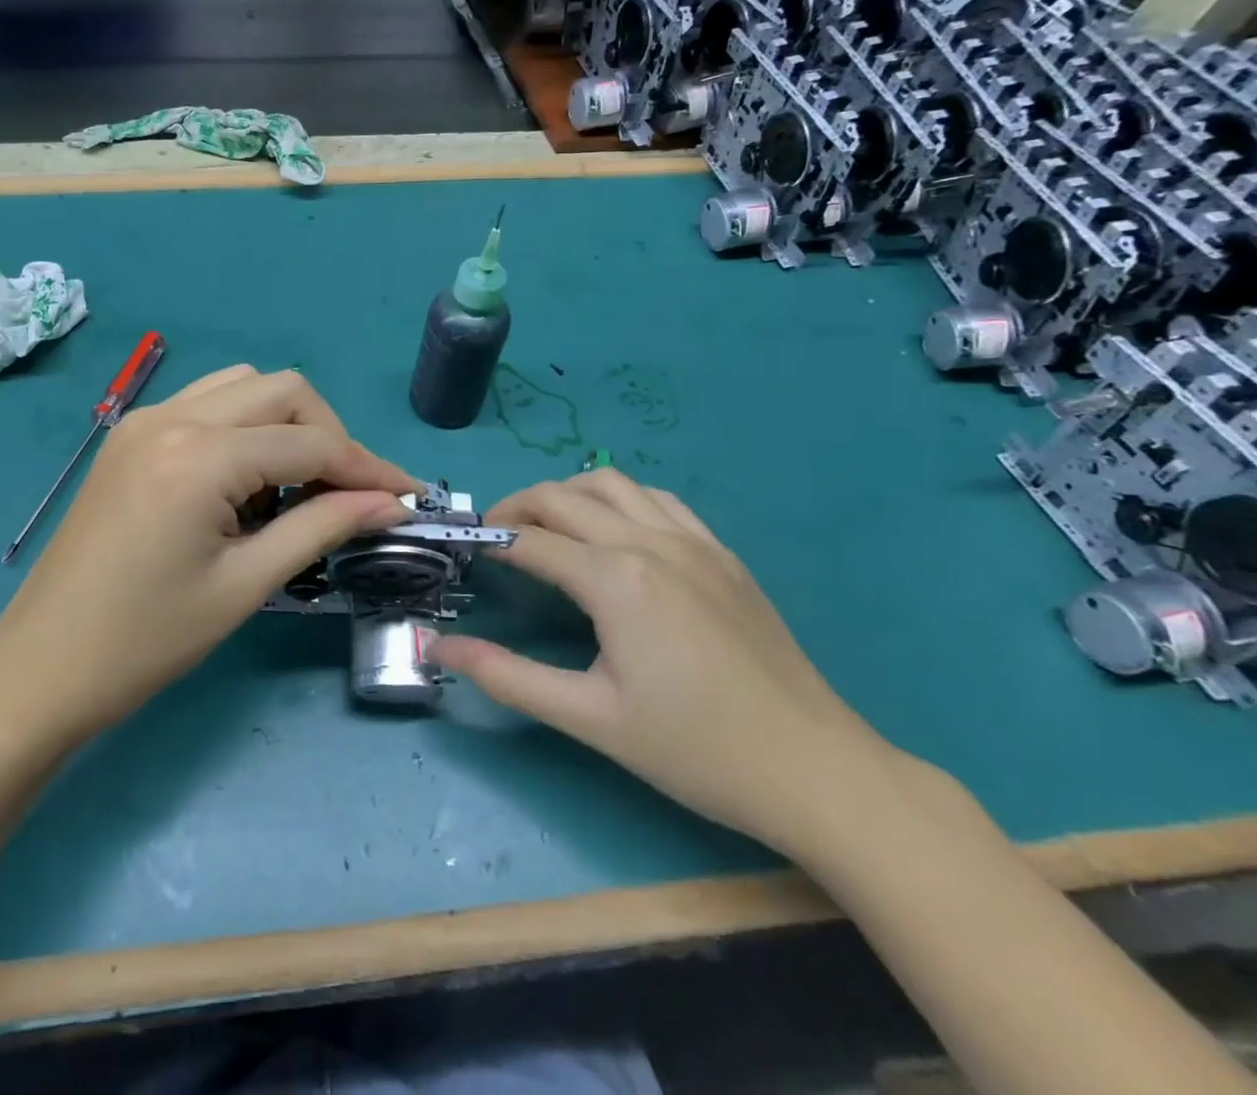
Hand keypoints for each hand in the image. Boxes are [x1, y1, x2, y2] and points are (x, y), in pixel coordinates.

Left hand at [0, 366, 417, 744]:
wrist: (43, 666)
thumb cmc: (147, 640)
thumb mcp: (245, 585)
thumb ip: (323, 528)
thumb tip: (390, 503)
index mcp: (199, 456)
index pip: (310, 442)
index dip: (368, 468)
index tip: (407, 497)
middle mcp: (172, 417)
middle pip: (282, 391)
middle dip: (329, 435)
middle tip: (350, 494)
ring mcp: (144, 419)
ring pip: (244, 387)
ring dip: (286, 424)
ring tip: (296, 487)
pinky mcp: (131, 435)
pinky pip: (207, 405)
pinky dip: (244, 427)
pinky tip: (246, 480)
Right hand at [431, 469, 893, 850]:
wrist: (816, 772)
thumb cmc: (695, 750)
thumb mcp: (589, 719)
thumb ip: (508, 676)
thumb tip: (440, 647)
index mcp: (616, 579)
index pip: (530, 541)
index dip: (490, 541)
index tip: (465, 552)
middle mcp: (650, 541)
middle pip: (562, 497)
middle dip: (517, 508)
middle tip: (494, 539)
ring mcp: (693, 542)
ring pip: (611, 484)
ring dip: (566, 494)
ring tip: (546, 527)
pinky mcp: (723, 554)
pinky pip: (659, 500)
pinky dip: (619, 500)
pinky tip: (614, 533)